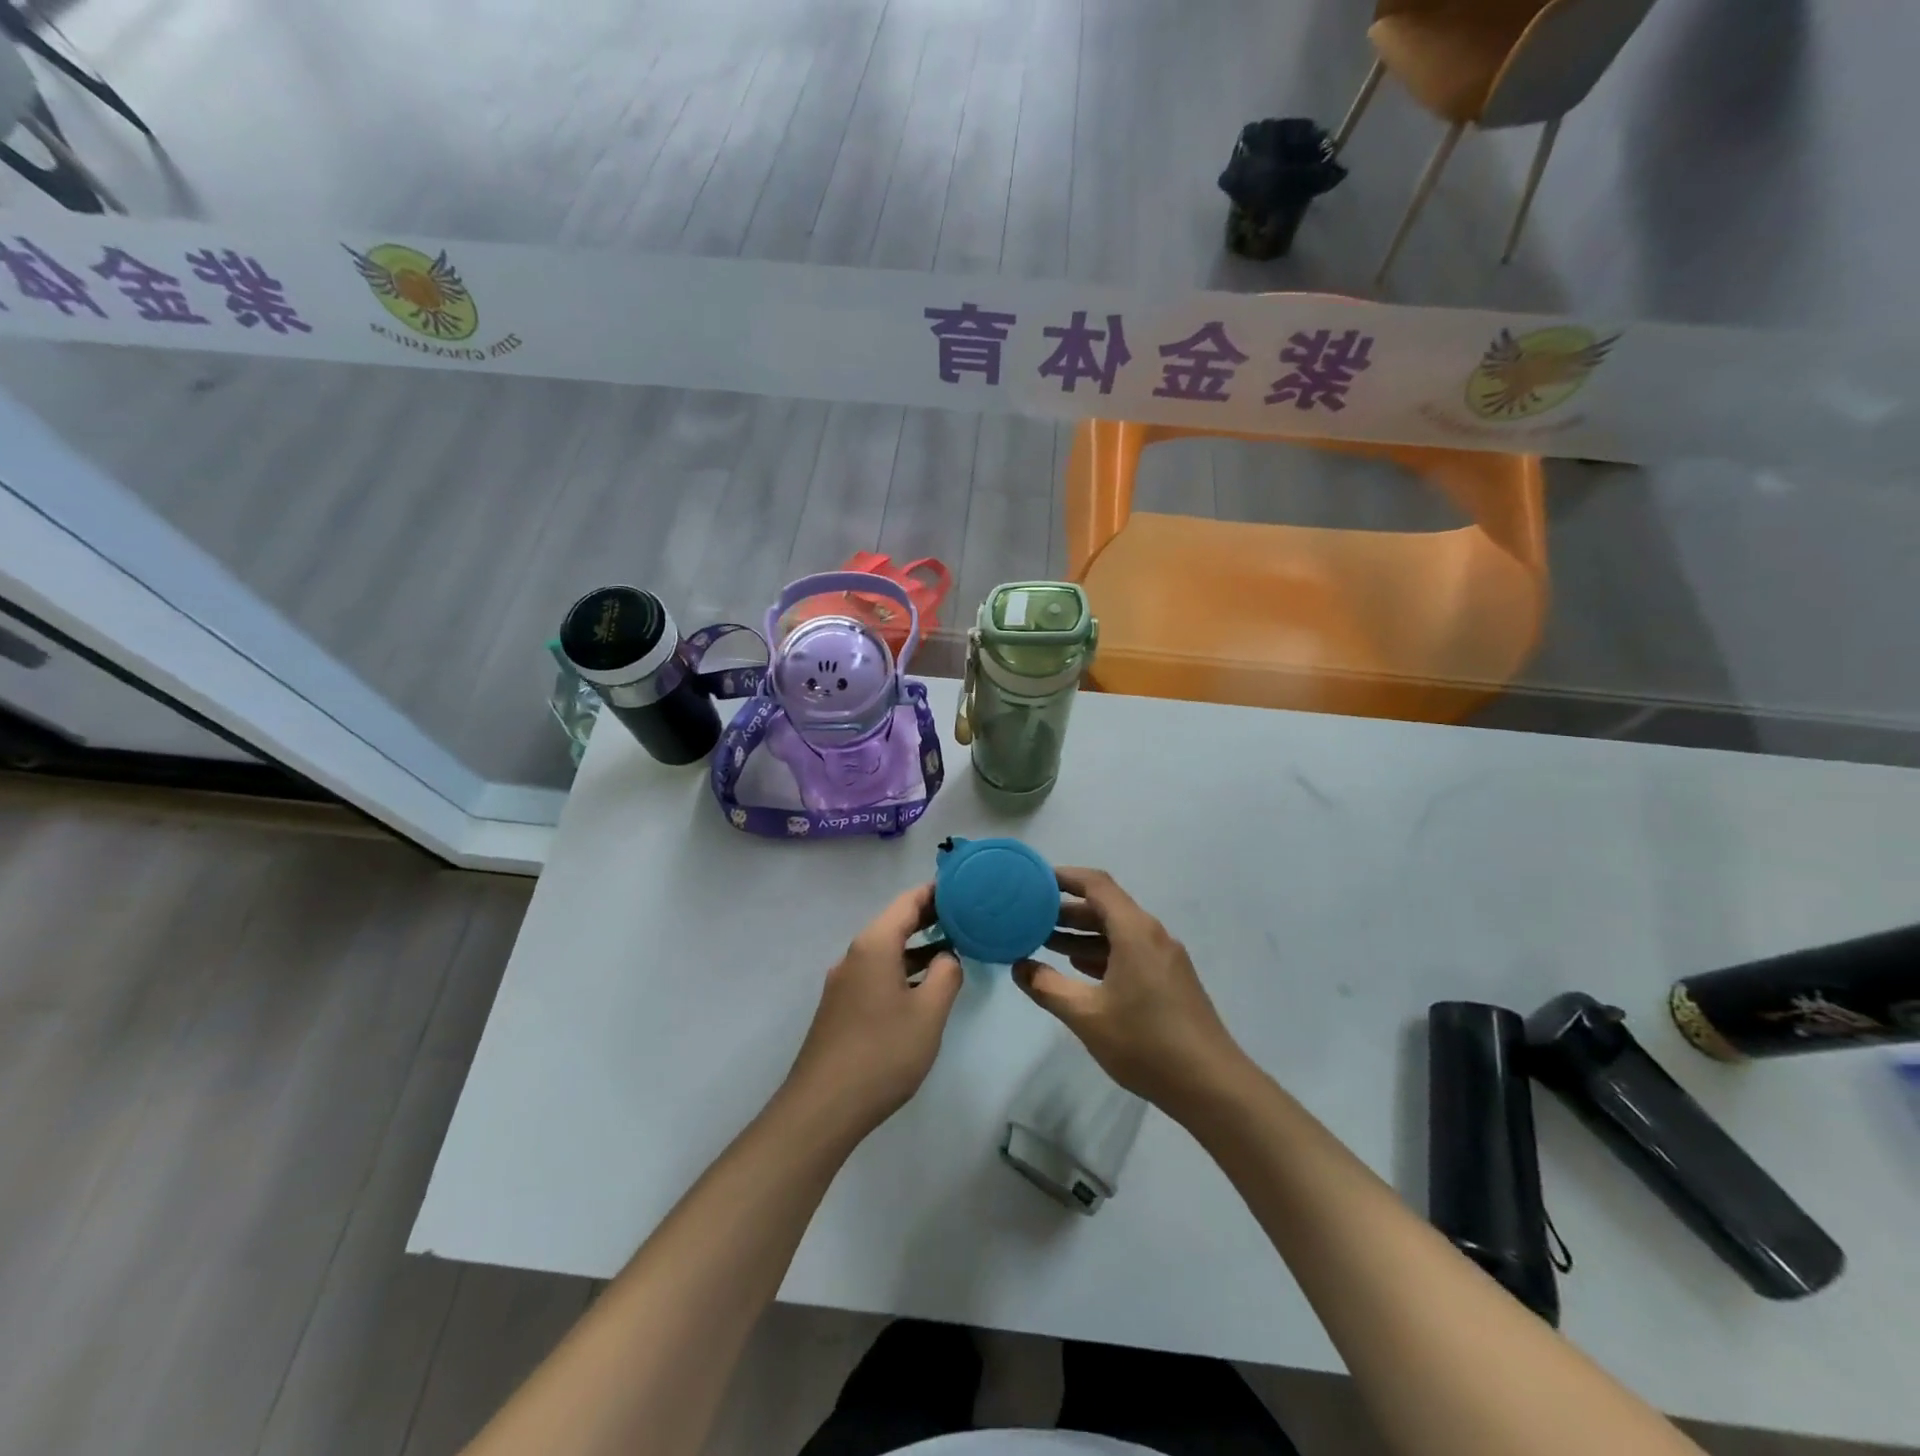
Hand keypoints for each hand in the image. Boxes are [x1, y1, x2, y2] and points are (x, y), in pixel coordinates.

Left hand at [783, 883, 963, 1140]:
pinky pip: (877, 973)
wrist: (823, 1108)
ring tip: (954, 948)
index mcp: (874, 946)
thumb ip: (945, 975)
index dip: (935, 892)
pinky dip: (902, 969)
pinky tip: (923, 987)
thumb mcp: (928, 1013)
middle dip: (929, 917)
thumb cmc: (882, 1053)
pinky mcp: (841, 1007)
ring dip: (917, 947)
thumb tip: (948, 956)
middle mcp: (855, 955)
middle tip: (966, 915)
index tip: (964, 887)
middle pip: (894, 923)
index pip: (907, 902)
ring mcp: (844, 982)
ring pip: (886, 951)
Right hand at [1013, 867, 1246, 1114]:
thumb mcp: (1087, 1016)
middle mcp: (1151, 935)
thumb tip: (1019, 966)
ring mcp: (1164, 958)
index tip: (1033, 879)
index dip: (1064, 877)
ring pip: (1116, 932)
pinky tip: (1077, 968)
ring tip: (1044, 942)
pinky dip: (1100, 953)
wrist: (1212, 1085)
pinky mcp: (1169, 980)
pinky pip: (1129, 951)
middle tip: (1029, 916)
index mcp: (1134, 931)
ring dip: (1082, 934)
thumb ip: (1048, 987)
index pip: (1096, 884)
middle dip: (1066, 910)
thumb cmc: (1146, 1043)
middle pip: (1105, 907)